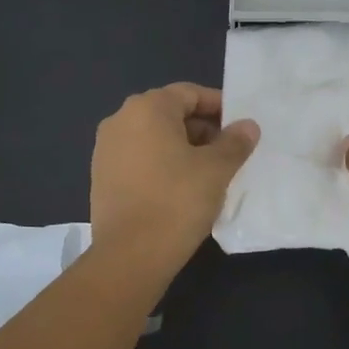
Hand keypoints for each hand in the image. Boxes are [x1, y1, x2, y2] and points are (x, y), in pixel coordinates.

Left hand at [90, 83, 258, 279]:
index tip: (240, 127)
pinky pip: (139, 158)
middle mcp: (120, 120)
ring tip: (208, 172)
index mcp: (147, 108)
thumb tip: (247, 126)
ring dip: (182, 147)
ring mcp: (105, 149)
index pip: (189, 93)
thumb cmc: (177, 201)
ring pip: (153, 137)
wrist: (130, 255)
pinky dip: (161, 164)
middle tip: (228, 151)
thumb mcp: (216, 169)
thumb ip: (234, 142)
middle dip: (201, 128)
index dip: (218, 106)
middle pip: (169, 113)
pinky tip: (180, 188)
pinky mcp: (101, 177)